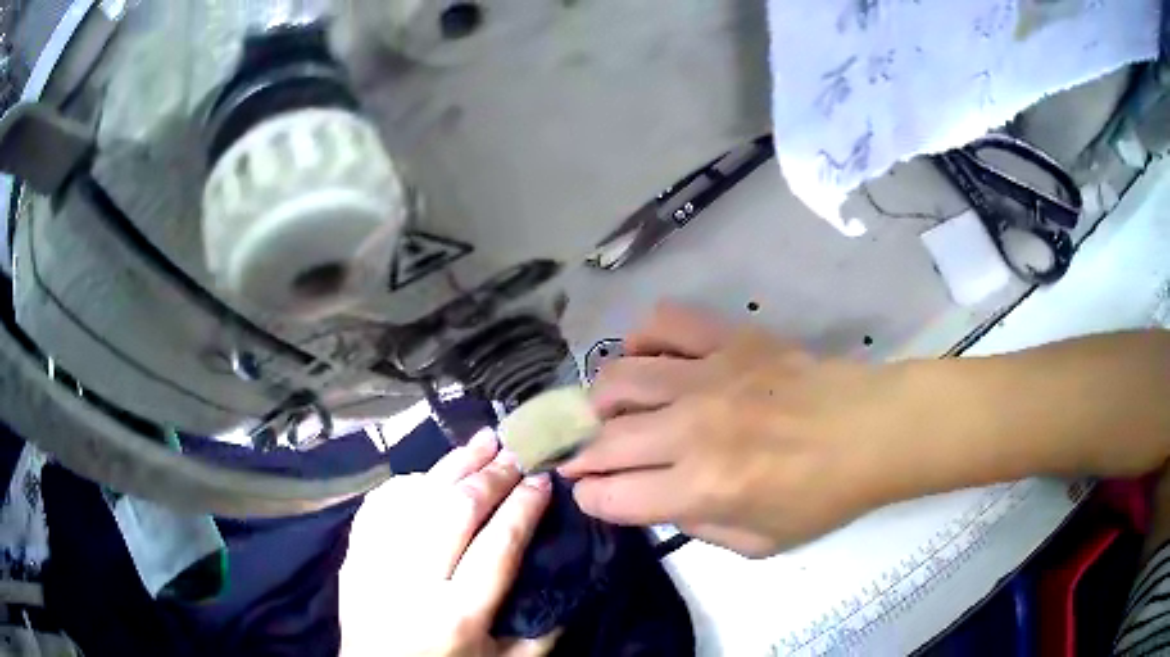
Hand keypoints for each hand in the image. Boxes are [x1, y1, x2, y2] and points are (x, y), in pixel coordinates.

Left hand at [341, 430, 555, 656]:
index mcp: (457, 615)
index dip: (523, 506)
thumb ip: (541, 634)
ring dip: (451, 465)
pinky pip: (379, 505)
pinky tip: (431, 473)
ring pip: (414, 497)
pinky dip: (408, 483)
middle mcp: (412, 581)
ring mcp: (374, 563)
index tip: (542, 480)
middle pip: (454, 511)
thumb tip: (568, 587)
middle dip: (490, 476)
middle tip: (515, 451)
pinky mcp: (352, 556)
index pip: (498, 545)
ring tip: (481, 441)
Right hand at [560, 303, 926, 557]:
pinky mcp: (729, 339)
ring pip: (619, 378)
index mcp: (702, 488)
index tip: (590, 494)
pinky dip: (641, 339)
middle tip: (586, 459)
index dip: (590, 498)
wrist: (872, 431)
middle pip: (606, 440)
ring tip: (608, 412)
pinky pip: (665, 324)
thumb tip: (657, 499)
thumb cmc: (822, 496)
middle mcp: (692, 430)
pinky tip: (646, 360)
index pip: (612, 495)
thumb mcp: (758, 543)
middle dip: (582, 456)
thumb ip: (697, 527)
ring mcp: (708, 376)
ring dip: (600, 401)